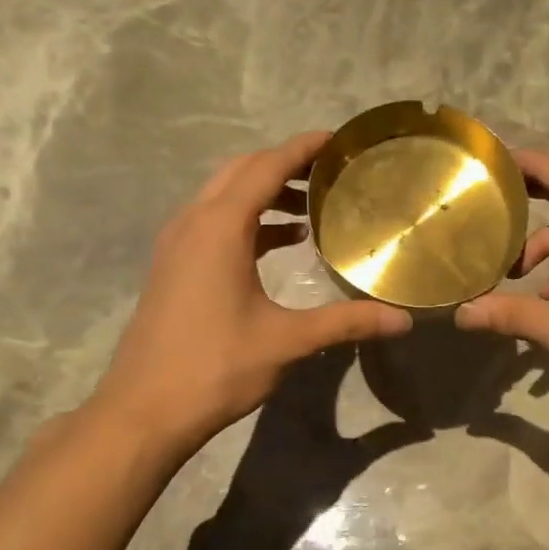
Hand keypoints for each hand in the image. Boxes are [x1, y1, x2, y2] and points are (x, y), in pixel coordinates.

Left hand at [93, 131, 410, 451]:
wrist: (146, 409)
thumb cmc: (216, 367)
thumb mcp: (287, 341)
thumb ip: (346, 323)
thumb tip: (402, 320)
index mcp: (219, 227)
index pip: (265, 168)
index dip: (302, 149)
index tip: (337, 140)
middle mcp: (193, 223)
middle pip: (240, 172)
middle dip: (283, 165)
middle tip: (329, 173)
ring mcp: (176, 245)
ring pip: (222, 197)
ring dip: (263, 193)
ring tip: (310, 207)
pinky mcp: (172, 268)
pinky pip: (212, 224)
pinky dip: (247, 221)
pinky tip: (277, 244)